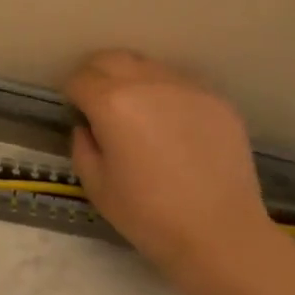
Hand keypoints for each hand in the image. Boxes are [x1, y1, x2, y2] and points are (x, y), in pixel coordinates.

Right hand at [65, 50, 279, 289]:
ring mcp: (186, 87)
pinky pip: (179, 83)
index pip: (80, 78)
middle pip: (110, 59)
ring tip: (139, 113)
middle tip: (100, 105)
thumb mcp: (97, 186)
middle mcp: (147, 82)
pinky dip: (166, 95)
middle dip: (97, 75)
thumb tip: (88, 126)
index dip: (72, 95)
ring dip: (133, 80)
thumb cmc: (150, 217)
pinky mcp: (216, 98)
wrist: (222, 236)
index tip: (77, 112)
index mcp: (112, 103)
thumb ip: (82, 146)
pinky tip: (173, 126)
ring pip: (147, 65)